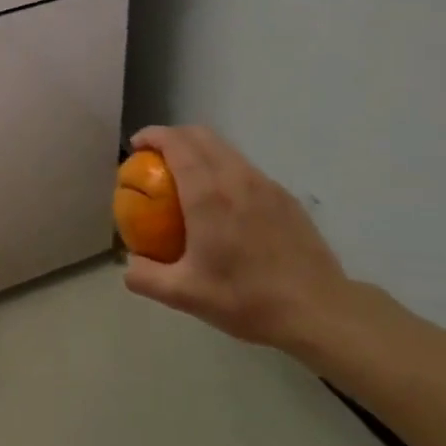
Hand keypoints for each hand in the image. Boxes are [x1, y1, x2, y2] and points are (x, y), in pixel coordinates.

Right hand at [121, 126, 350, 353]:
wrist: (318, 310)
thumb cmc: (247, 298)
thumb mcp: (185, 295)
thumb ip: (146, 277)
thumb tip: (128, 265)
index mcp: (207, 193)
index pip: (176, 143)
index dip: (152, 135)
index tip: (136, 146)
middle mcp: (236, 177)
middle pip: (200, 135)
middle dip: (173, 136)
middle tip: (155, 157)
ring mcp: (265, 184)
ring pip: (225, 149)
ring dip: (200, 150)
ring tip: (186, 177)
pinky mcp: (284, 197)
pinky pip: (245, 168)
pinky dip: (223, 168)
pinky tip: (223, 202)